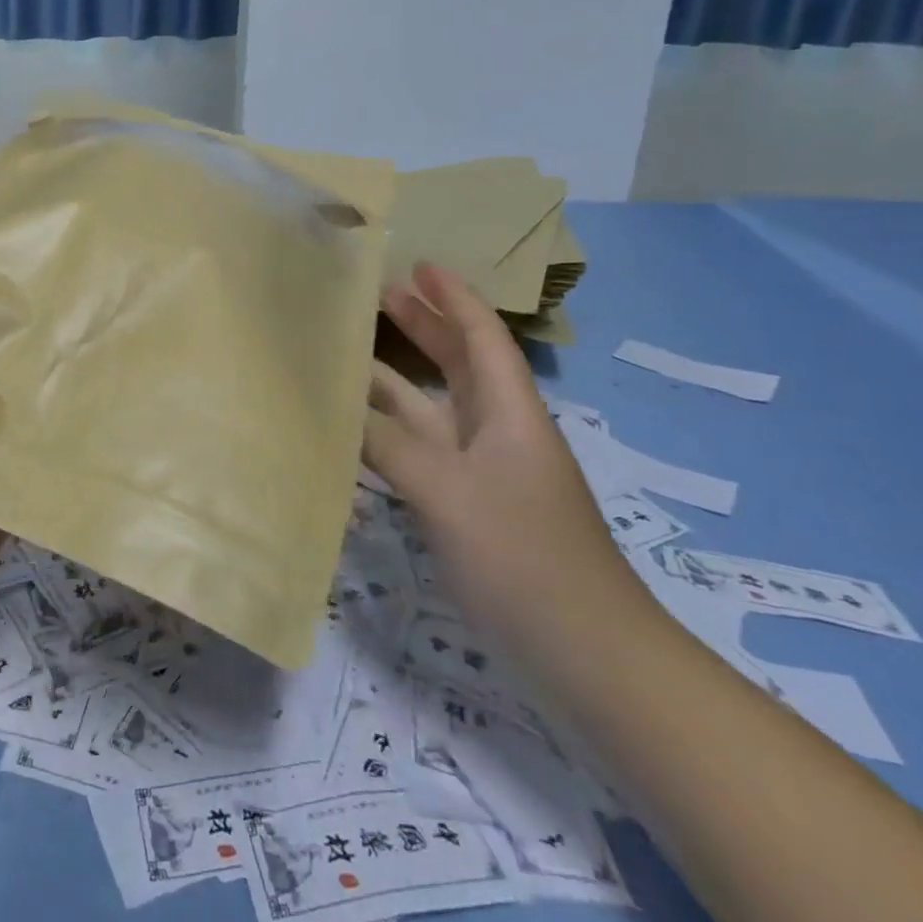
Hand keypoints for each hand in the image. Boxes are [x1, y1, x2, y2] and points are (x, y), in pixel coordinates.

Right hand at [364, 263, 655, 676]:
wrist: (588, 656)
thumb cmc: (525, 557)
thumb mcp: (448, 492)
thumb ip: (387, 445)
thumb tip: (334, 411)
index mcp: (509, 414)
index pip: (482, 337)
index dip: (453, 298)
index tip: (419, 265)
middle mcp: (496, 434)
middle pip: (459, 364)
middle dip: (423, 327)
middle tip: (377, 297)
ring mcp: (482, 475)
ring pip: (433, 410)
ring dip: (395, 382)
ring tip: (346, 356)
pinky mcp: (467, 510)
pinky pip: (420, 454)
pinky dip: (388, 435)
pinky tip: (353, 434)